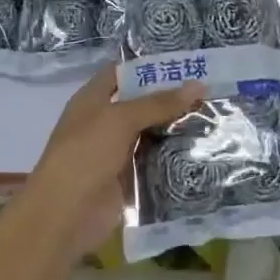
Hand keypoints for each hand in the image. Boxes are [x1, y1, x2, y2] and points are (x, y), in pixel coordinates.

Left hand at [13, 65, 204, 262]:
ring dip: (177, 127)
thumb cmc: (85, 155)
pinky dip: (174, 156)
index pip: (122, 73)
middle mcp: (104, 122)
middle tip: (212, 90)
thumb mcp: (121, 120)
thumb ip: (159, 103)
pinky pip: (155, 161)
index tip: (185, 63)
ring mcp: (116, 151)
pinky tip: (203, 148)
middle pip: (141, 104)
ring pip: (151, 133)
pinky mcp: (128, 178)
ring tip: (215, 115)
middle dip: (172, 98)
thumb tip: (199, 85)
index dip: (150, 66)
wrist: (65, 215)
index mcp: (92, 100)